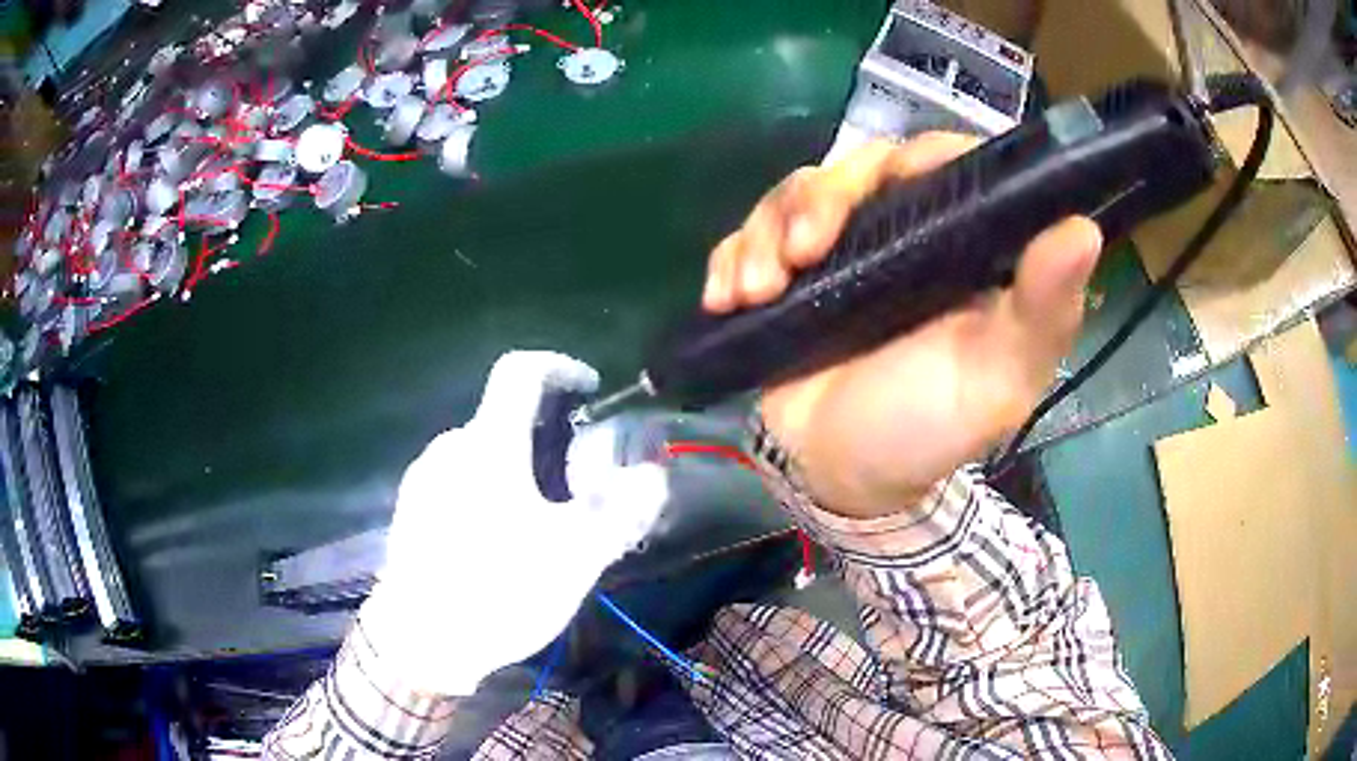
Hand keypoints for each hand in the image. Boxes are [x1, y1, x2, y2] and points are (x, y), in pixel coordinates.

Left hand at [360, 351, 667, 695]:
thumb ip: (622, 509)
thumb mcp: (575, 556)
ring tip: (540, 524)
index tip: (589, 389)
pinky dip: (487, 492)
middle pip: (503, 419)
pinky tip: (498, 544)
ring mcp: (423, 479)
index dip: (559, 366)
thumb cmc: (498, 589)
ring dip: (515, 470)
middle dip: (545, 439)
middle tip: (575, 488)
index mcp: (488, 445)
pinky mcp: (411, 510)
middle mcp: (450, 448)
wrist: (420, 640)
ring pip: (480, 454)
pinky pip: (457, 481)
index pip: (519, 371)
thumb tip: (652, 472)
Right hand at [703, 136, 1101, 518]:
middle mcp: (900, 234)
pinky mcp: (785, 275)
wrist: (841, 476)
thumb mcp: (997, 379)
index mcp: (959, 246)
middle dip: (818, 198)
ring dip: (766, 232)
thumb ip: (1042, 311)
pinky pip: (748, 236)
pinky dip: (731, 257)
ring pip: (794, 195)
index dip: (917, 158)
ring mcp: (837, 252)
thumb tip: (1083, 228)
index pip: (942, 165)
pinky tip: (725, 296)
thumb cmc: (929, 430)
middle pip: (856, 168)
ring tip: (755, 291)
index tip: (887, 184)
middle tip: (801, 253)